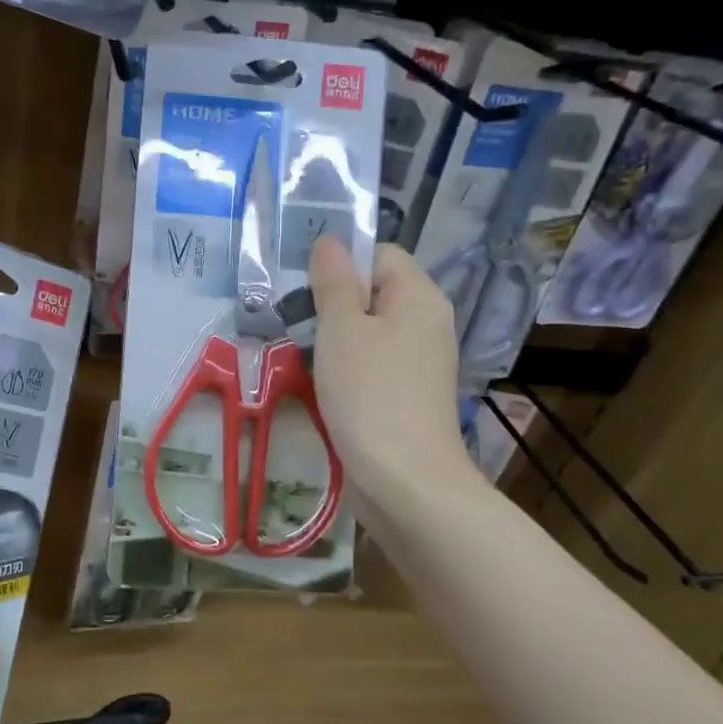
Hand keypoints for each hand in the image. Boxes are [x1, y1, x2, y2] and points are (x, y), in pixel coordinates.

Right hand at [308, 234, 475, 504]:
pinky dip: (347, 368)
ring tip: (301, 354)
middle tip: (295, 321)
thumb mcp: (342, 328)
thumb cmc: (370, 394)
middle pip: (374, 293)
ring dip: (334, 339)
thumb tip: (330, 241)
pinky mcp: (408, 395)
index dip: (342, 264)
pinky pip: (373, 364)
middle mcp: (427, 323)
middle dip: (332, 303)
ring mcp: (420, 362)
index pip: (380, 254)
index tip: (306, 290)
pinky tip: (322, 385)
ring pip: (369, 331)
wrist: (405, 482)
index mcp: (419, 296)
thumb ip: (334, 281)